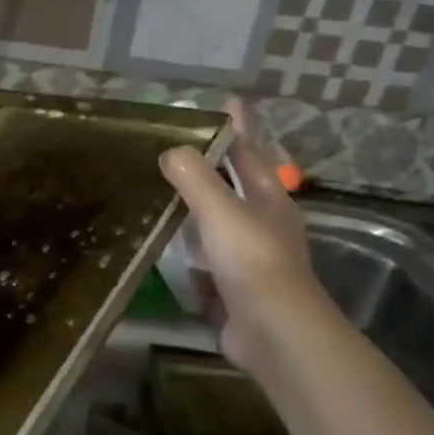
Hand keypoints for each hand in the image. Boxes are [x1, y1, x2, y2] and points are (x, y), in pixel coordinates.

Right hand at [160, 100, 326, 372]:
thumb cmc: (251, 261)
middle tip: (176, 148)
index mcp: (268, 199)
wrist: (272, 331)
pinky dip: (187, 252)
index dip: (236, 127)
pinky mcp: (233, 288)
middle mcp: (263, 224)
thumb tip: (171, 150)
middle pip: (236, 186)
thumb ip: (195, 178)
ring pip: (218, 224)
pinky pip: (204, 260)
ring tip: (161, 193)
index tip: (224, 103)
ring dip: (195, 210)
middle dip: (212, 167)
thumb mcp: (221, 211)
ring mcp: (249, 259)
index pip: (249, 152)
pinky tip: (163, 248)